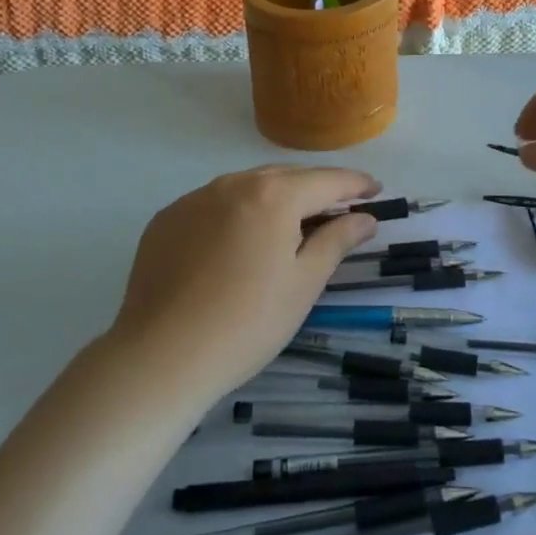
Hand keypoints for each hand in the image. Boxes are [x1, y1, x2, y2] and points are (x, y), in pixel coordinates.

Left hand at [108, 166, 380, 400]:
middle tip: (338, 210)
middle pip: (286, 177)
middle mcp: (233, 182)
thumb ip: (337, 241)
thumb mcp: (303, 284)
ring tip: (288, 225)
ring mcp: (194, 198)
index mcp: (273, 194)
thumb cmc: (246, 323)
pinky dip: (235, 214)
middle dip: (315, 189)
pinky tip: (235, 246)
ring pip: (246, 187)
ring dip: (273, 198)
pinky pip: (212, 205)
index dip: (355, 184)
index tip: (376, 190)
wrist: (160, 357)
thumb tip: (364, 217)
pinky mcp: (166, 219)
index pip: (326, 180)